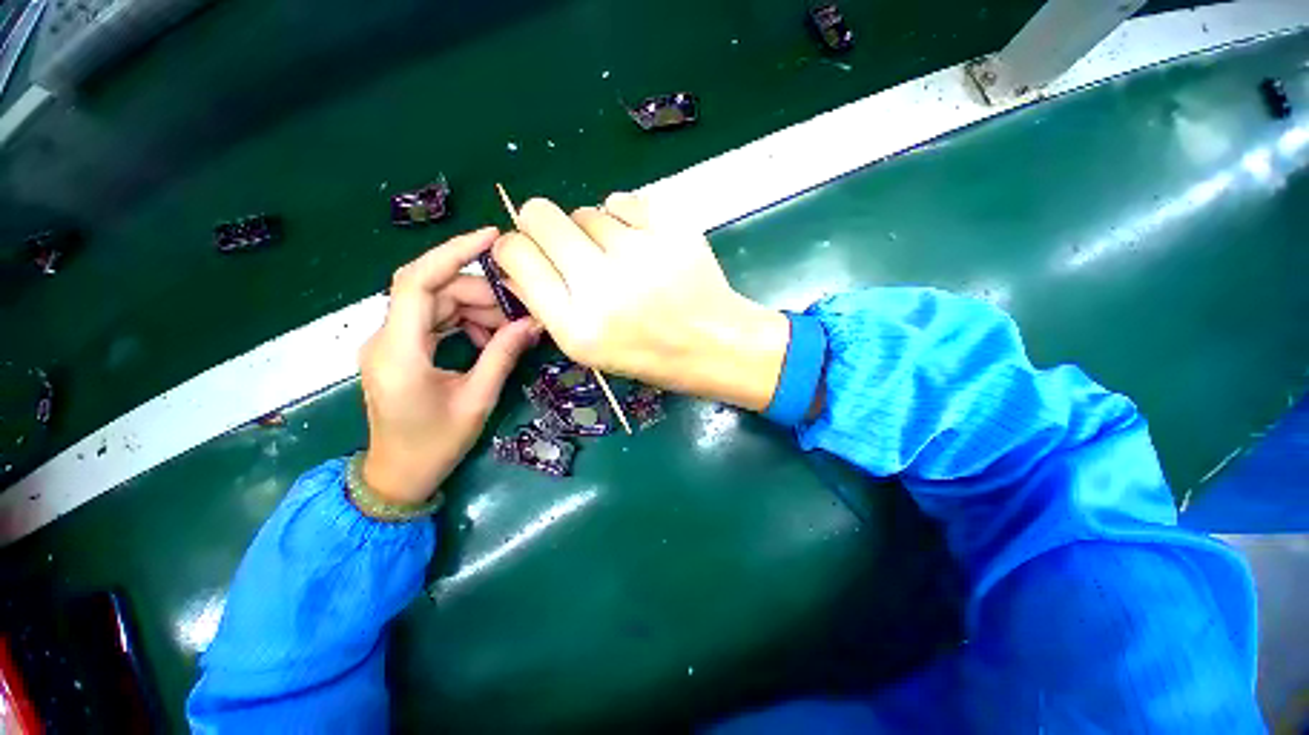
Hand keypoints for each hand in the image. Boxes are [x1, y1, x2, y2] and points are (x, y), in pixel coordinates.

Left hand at [359, 228, 542, 504]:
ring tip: (510, 329)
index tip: (492, 238)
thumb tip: (533, 323)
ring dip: (476, 309)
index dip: (453, 252)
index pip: (418, 281)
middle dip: (481, 294)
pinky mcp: (400, 349)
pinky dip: (464, 321)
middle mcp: (386, 337)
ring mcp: (390, 342)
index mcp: (399, 351)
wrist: (398, 475)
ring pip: (436, 303)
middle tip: (521, 312)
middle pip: (434, 291)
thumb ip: (502, 355)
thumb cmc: (435, 444)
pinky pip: (434, 320)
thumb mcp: (477, 399)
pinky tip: (488, 337)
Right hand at [493, 194, 789, 410]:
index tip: (530, 252)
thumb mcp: (591, 350)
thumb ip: (548, 306)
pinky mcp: (669, 228)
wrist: (713, 343)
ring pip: (586, 210)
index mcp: (576, 324)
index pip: (516, 254)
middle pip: (540, 214)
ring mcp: (639, 252)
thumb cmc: (650, 355)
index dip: (515, 246)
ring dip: (593, 231)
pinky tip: (640, 243)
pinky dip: (624, 217)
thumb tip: (517, 264)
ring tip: (619, 259)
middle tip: (569, 247)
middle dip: (543, 226)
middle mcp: (601, 285)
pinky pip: (623, 200)